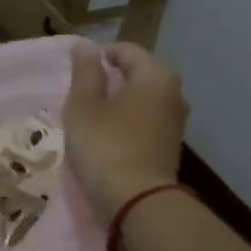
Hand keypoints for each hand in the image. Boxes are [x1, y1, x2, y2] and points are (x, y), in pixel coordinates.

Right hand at [62, 42, 187, 219]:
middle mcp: (173, 93)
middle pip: (137, 74)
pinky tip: (106, 136)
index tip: (75, 72)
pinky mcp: (169, 146)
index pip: (125, 50)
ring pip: (141, 99)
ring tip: (90, 116)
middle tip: (80, 94)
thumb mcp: (84, 106)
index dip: (98, 55)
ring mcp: (175, 122)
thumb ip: (85, 72)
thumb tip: (86, 46)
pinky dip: (126, 122)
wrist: (138, 204)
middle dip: (109, 79)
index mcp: (155, 75)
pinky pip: (145, 121)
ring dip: (117, 102)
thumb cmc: (106, 146)